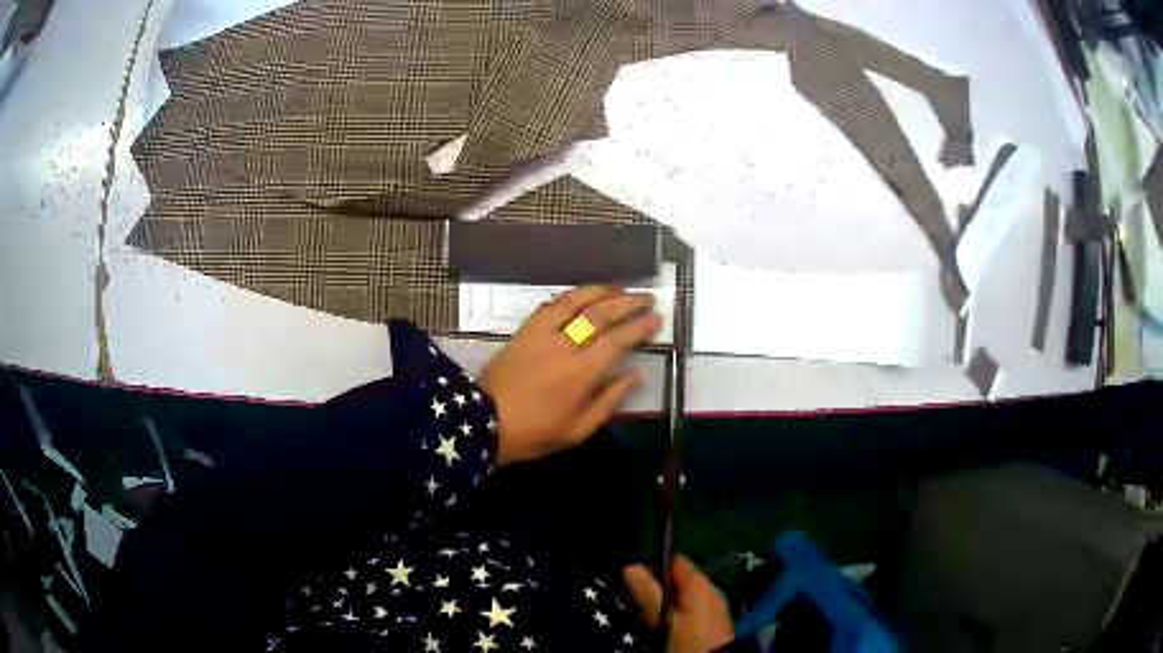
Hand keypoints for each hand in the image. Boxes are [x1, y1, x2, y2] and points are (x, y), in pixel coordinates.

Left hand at [479, 286, 660, 465]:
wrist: (485, 422)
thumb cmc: (535, 433)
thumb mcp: (578, 430)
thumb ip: (609, 401)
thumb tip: (635, 375)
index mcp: (580, 373)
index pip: (617, 341)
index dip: (639, 327)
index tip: (656, 318)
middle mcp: (563, 346)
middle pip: (600, 315)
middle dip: (627, 303)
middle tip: (646, 298)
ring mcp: (541, 334)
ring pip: (574, 302)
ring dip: (600, 291)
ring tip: (620, 288)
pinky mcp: (524, 331)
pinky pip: (549, 306)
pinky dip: (569, 297)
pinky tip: (581, 296)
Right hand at [624, 556, 734, 652]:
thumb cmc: (688, 640)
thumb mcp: (663, 619)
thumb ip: (648, 594)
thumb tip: (631, 567)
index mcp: (700, 583)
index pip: (675, 560)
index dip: (653, 564)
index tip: (631, 577)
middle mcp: (710, 589)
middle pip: (679, 580)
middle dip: (656, 587)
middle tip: (632, 600)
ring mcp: (714, 607)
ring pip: (683, 597)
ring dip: (664, 603)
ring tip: (643, 615)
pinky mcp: (713, 623)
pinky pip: (690, 610)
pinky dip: (675, 614)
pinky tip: (662, 626)